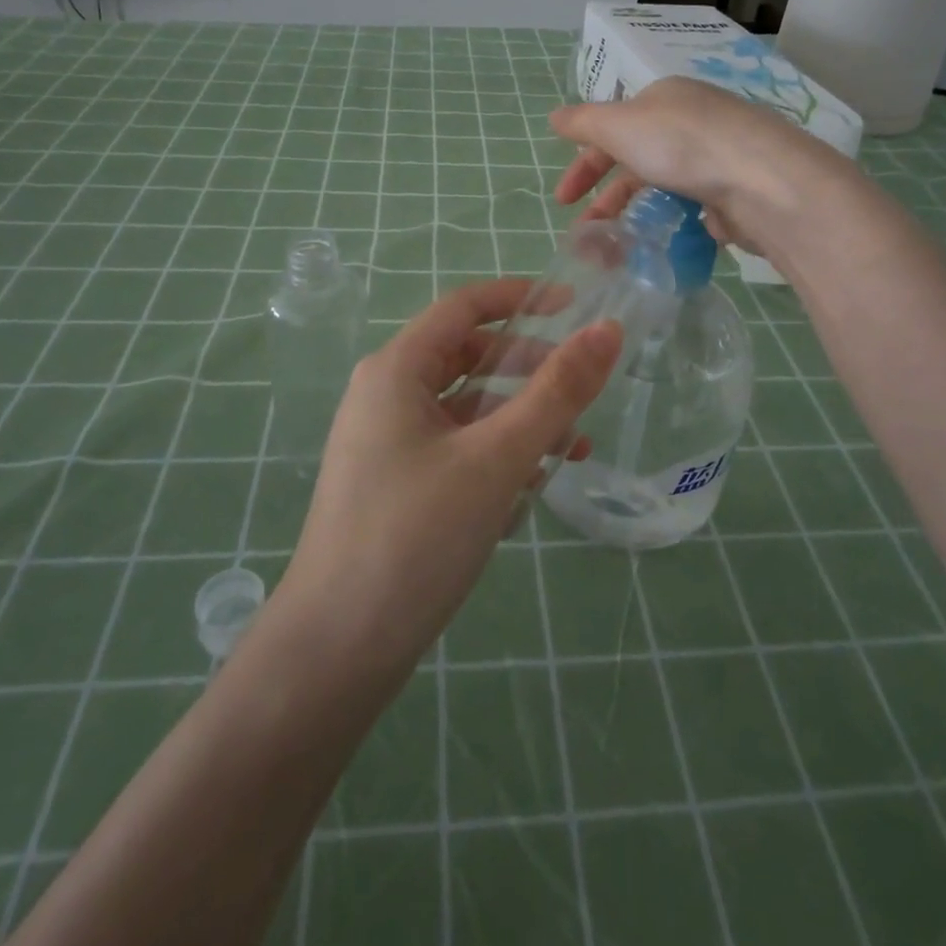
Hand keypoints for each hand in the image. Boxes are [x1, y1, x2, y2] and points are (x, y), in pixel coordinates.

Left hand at [281, 279, 621, 675]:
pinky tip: (532, 487)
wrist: (338, 648)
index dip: (520, 298)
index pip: (464, 307)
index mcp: (396, 370)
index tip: (574, 306)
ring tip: (573, 447)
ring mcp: (387, 442)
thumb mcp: (497, 457)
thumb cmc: (416, 536)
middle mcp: (386, 395)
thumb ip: (557, 392)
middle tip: (581, 388)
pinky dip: (495, 454)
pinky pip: (455, 448)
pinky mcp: (396, 484)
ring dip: (519, 419)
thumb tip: (608, 330)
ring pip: (466, 408)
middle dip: (527, 368)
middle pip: (467, 357)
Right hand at [550, 77, 838, 245]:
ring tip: (616, 251)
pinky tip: (659, 247)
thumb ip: (584, 123)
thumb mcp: (620, 125)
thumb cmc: (682, 145)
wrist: (762, 182)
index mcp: (664, 101)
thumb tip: (554, 117)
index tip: (563, 201)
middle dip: (606, 198)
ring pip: (663, 190)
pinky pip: (692, 212)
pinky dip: (670, 228)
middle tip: (586, 233)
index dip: (583, 164)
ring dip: (633, 218)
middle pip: (636, 162)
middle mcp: (692, 124)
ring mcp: (716, 160)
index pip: (612, 129)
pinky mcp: (735, 195)